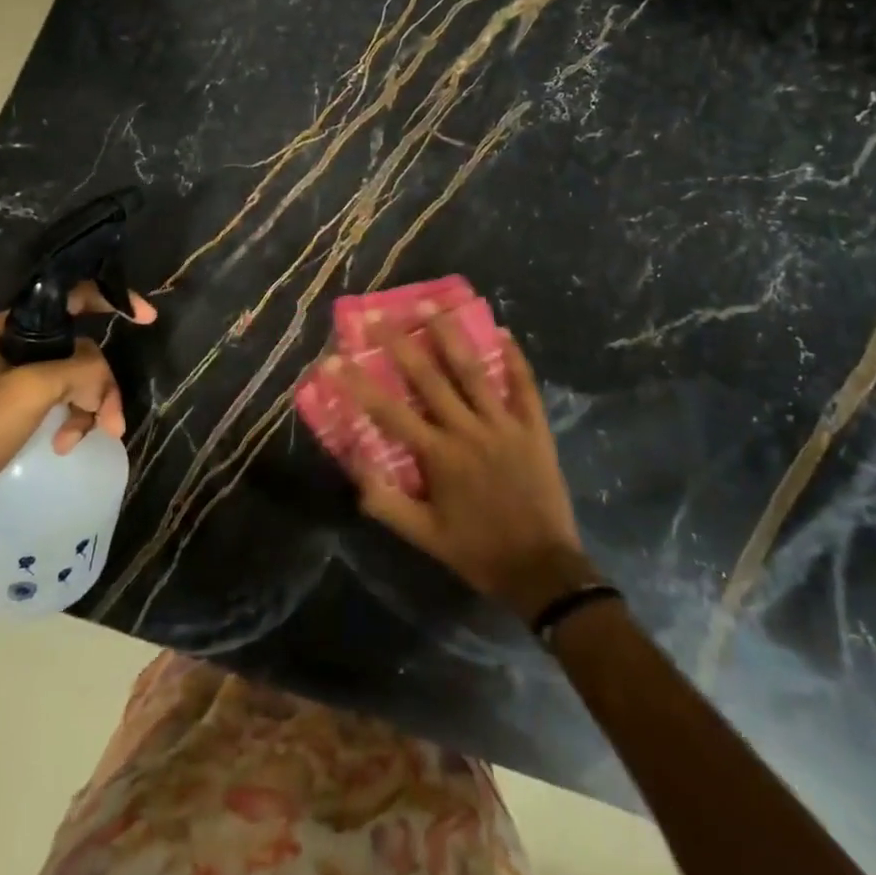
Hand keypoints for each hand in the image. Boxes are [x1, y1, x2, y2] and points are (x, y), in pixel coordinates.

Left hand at [0, 285, 156, 532]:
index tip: (147, 318)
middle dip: (100, 384)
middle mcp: (9, 343)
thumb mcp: (32, 391)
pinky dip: (69, 418)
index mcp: (6, 325)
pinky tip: (65, 444)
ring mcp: (9, 375)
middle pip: (79, 347)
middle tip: (112, 422)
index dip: (112, 299)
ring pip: (71, 377)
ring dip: (87, 406)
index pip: (71, 297)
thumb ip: (80, 370)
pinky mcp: (9, 405)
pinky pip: (56, 399)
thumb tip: (102, 381)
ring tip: (84, 439)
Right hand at [332, 317, 595, 620]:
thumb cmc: (477, 551)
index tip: (333, 360)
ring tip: (433, 304)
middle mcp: (468, 430)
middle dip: (400, 343)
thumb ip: (386, 502)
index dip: (358, 384)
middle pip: (429, 378)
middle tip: (380, 315)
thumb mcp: (424, 536)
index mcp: (438, 456)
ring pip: (473, 371)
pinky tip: (505, 332)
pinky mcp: (534, 428)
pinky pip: (525, 386)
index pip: (389, 412)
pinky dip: (515, 359)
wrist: (542, 570)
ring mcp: (504, 425)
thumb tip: (354, 464)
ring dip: (451, 335)